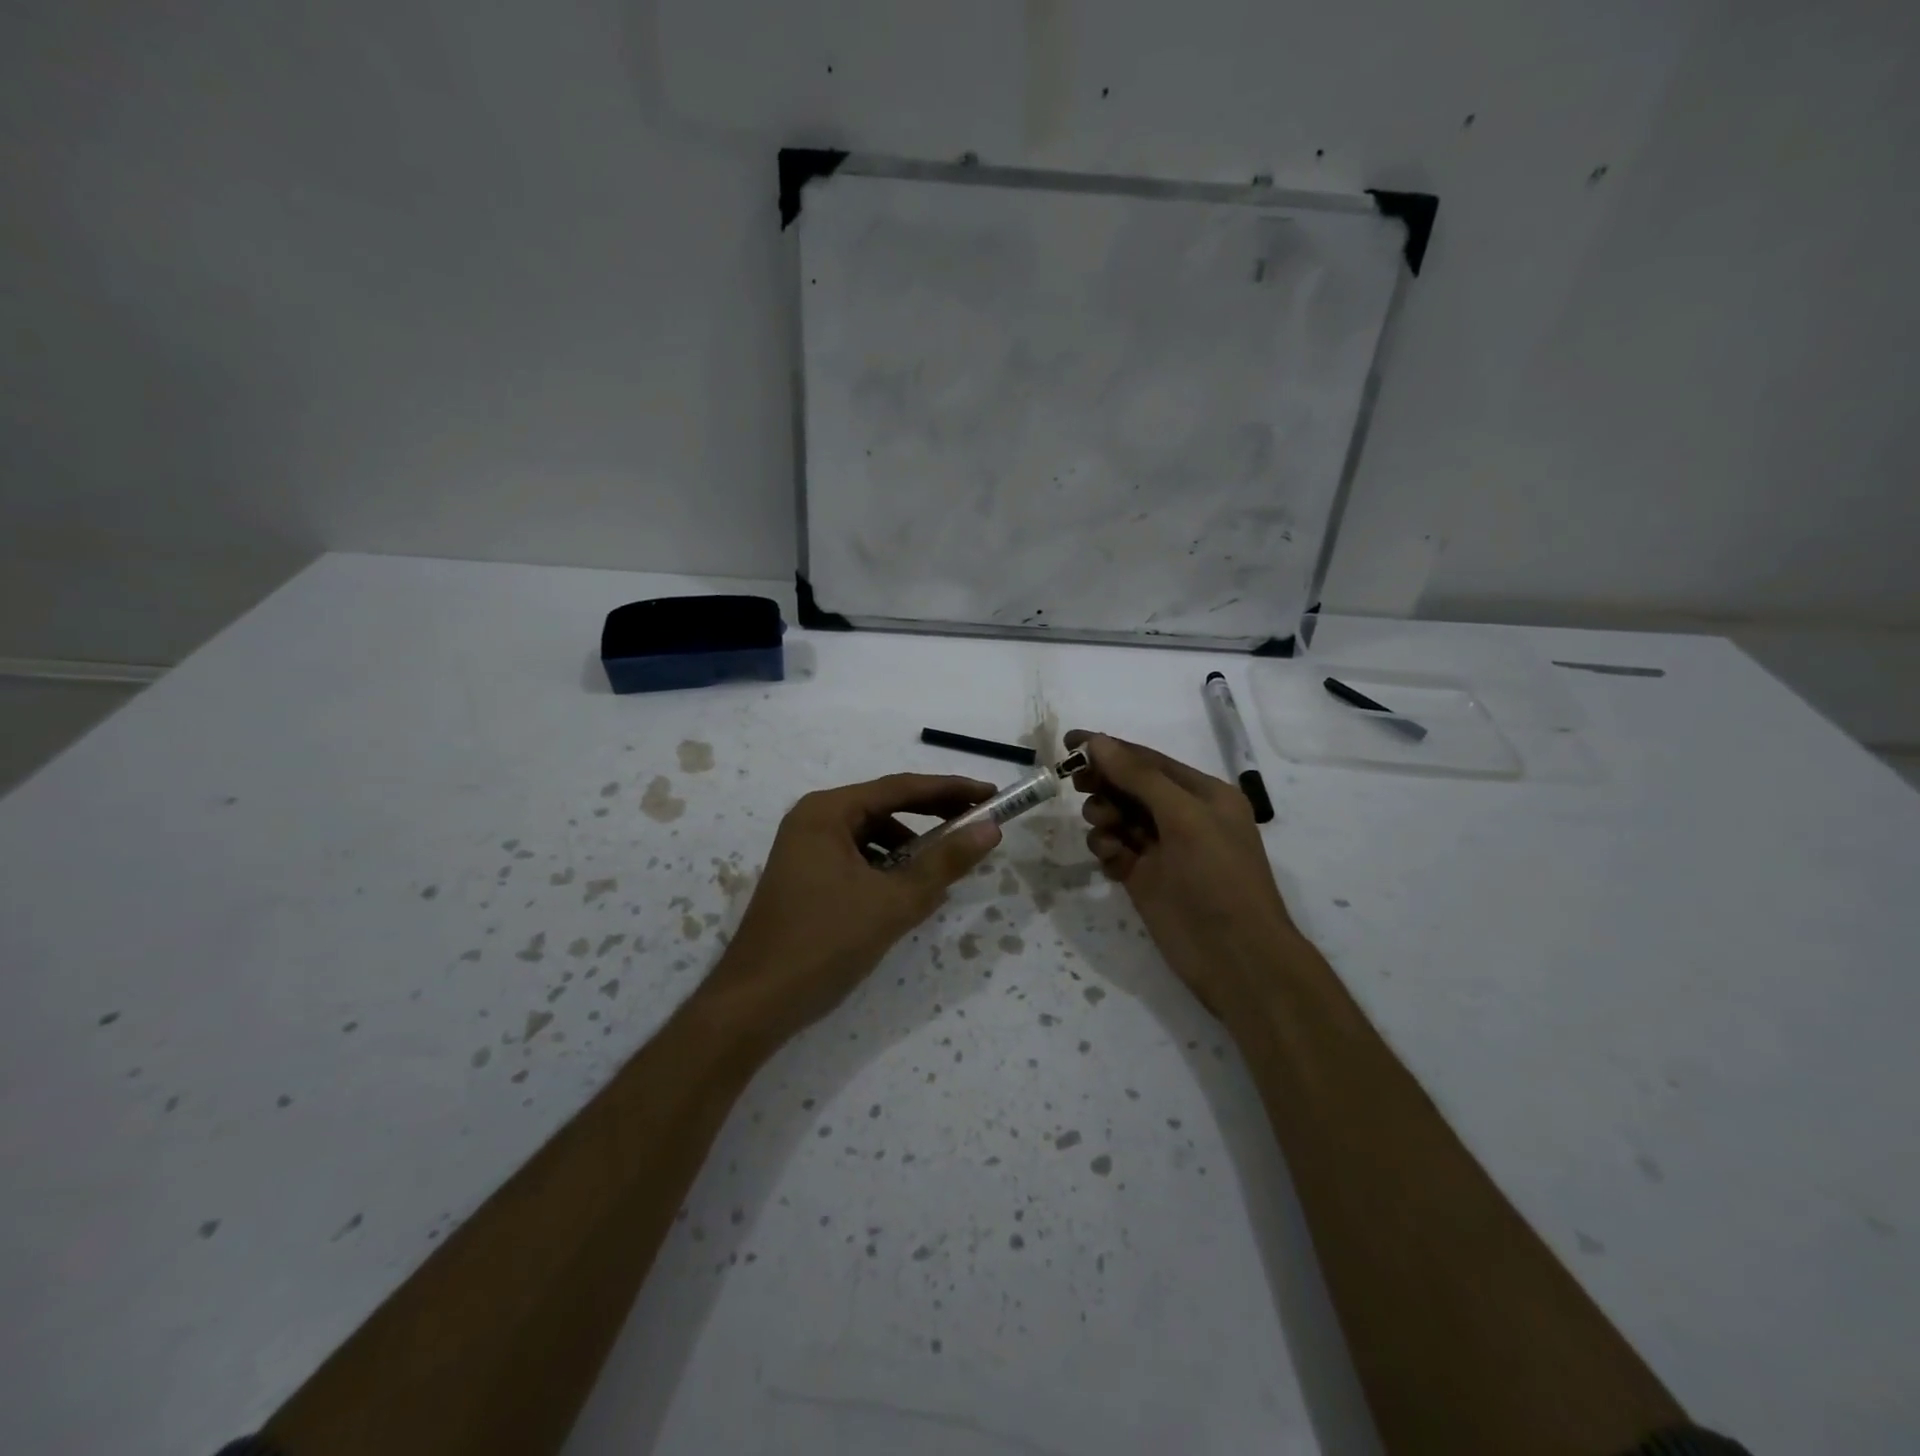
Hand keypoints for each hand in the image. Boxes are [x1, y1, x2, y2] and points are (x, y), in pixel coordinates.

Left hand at [696, 774, 1001, 1048]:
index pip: (901, 787)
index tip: (991, 796)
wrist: (755, 1005)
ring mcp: (806, 849)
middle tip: (979, 825)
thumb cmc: (824, 943)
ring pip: (873, 836)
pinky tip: (911, 892)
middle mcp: (814, 820)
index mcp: (828, 812)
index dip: (951, 790)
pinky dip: (889, 868)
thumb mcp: (893, 902)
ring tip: (948, 867)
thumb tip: (990, 829)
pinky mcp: (807, 877)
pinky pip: (859, 859)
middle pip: (886, 806)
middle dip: (933, 817)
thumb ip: (945, 862)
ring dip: (912, 847)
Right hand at [1065, 730, 1296, 1014]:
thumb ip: (1139, 778)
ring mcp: (1161, 848)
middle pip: (1129, 786)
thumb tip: (1097, 742)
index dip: (1109, 749)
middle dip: (1104, 783)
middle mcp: (1182, 816)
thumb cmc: (1218, 877)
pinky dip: (1106, 848)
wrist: (1235, 956)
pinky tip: (1111, 860)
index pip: (1147, 760)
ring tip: (1106, 832)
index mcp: (1202, 793)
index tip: (1069, 742)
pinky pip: (1114, 849)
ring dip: (1103, 816)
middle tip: (1077, 786)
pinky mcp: (1143, 877)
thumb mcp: (1185, 817)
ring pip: (1118, 817)